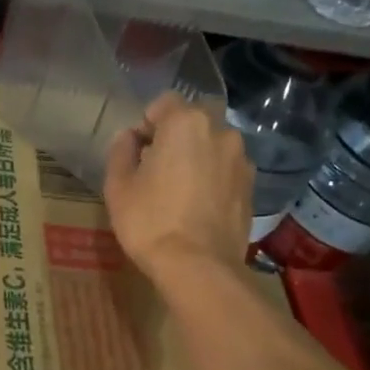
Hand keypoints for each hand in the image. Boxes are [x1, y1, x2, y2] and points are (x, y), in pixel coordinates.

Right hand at [104, 91, 253, 283]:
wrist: (198, 266)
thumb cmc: (150, 222)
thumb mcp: (118, 187)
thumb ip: (121, 152)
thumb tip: (129, 138)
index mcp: (185, 123)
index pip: (163, 102)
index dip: (146, 123)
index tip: (137, 152)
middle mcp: (220, 131)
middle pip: (194, 119)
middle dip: (177, 135)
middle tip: (159, 167)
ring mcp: (241, 159)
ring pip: (214, 144)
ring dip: (199, 156)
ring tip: (182, 189)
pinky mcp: (252, 187)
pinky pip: (227, 170)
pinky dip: (214, 178)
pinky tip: (200, 206)